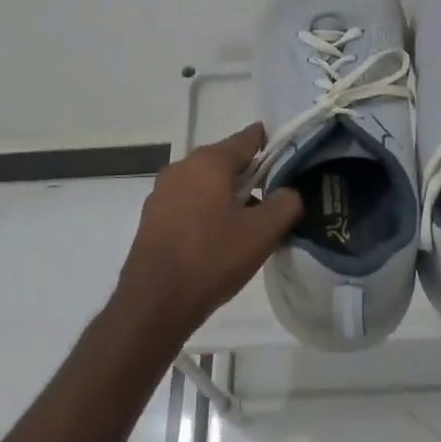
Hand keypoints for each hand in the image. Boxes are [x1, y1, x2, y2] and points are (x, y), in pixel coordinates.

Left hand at [115, 124, 302, 338]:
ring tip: (246, 222)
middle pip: (224, 160)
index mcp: (209, 162)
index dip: (269, 144)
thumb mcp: (262, 233)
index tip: (287, 158)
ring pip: (205, 183)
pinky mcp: (151, 216)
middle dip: (249, 175)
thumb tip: (289, 192)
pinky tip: (217, 237)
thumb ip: (285, 204)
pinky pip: (188, 202)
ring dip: (226, 195)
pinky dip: (206, 210)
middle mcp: (182, 167)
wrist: (154, 302)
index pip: (247, 138)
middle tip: (272, 198)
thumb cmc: (212, 259)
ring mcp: (162, 192)